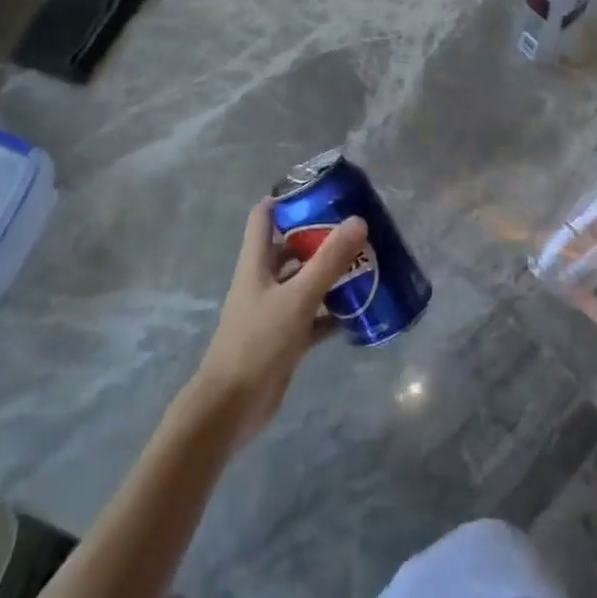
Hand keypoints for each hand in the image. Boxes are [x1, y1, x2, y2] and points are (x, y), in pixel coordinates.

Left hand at [187, 198, 367, 451]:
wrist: (232, 406)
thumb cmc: (258, 342)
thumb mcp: (298, 297)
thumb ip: (328, 261)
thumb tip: (358, 221)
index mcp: (256, 263)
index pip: (264, 216)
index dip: (286, 198)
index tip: (320, 191)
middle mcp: (262, 281)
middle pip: (290, 248)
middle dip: (319, 238)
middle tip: (355, 230)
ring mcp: (273, 311)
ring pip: (304, 283)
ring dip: (329, 275)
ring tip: (365, 265)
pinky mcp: (284, 339)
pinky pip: (312, 317)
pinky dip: (332, 313)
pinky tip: (359, 312)